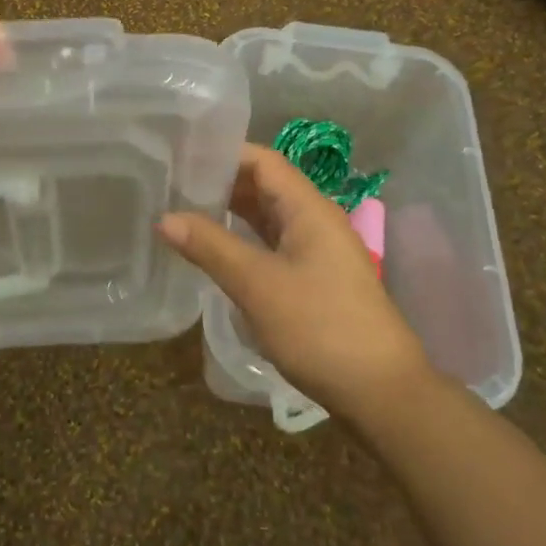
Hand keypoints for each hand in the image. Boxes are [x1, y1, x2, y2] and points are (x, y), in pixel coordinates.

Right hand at [159, 145, 434, 421]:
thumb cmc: (319, 327)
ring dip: (232, 212)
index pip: (263, 160)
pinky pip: (275, 244)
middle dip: (222, 182)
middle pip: (266, 185)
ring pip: (269, 217)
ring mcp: (319, 251)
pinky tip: (217, 251)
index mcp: (309, 208)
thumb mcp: (257, 285)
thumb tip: (164, 217)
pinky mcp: (316, 279)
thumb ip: (210, 246)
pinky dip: (245, 240)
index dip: (223, 154)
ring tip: (185, 212)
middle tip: (173, 185)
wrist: (381, 392)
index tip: (181, 156)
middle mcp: (316, 220)